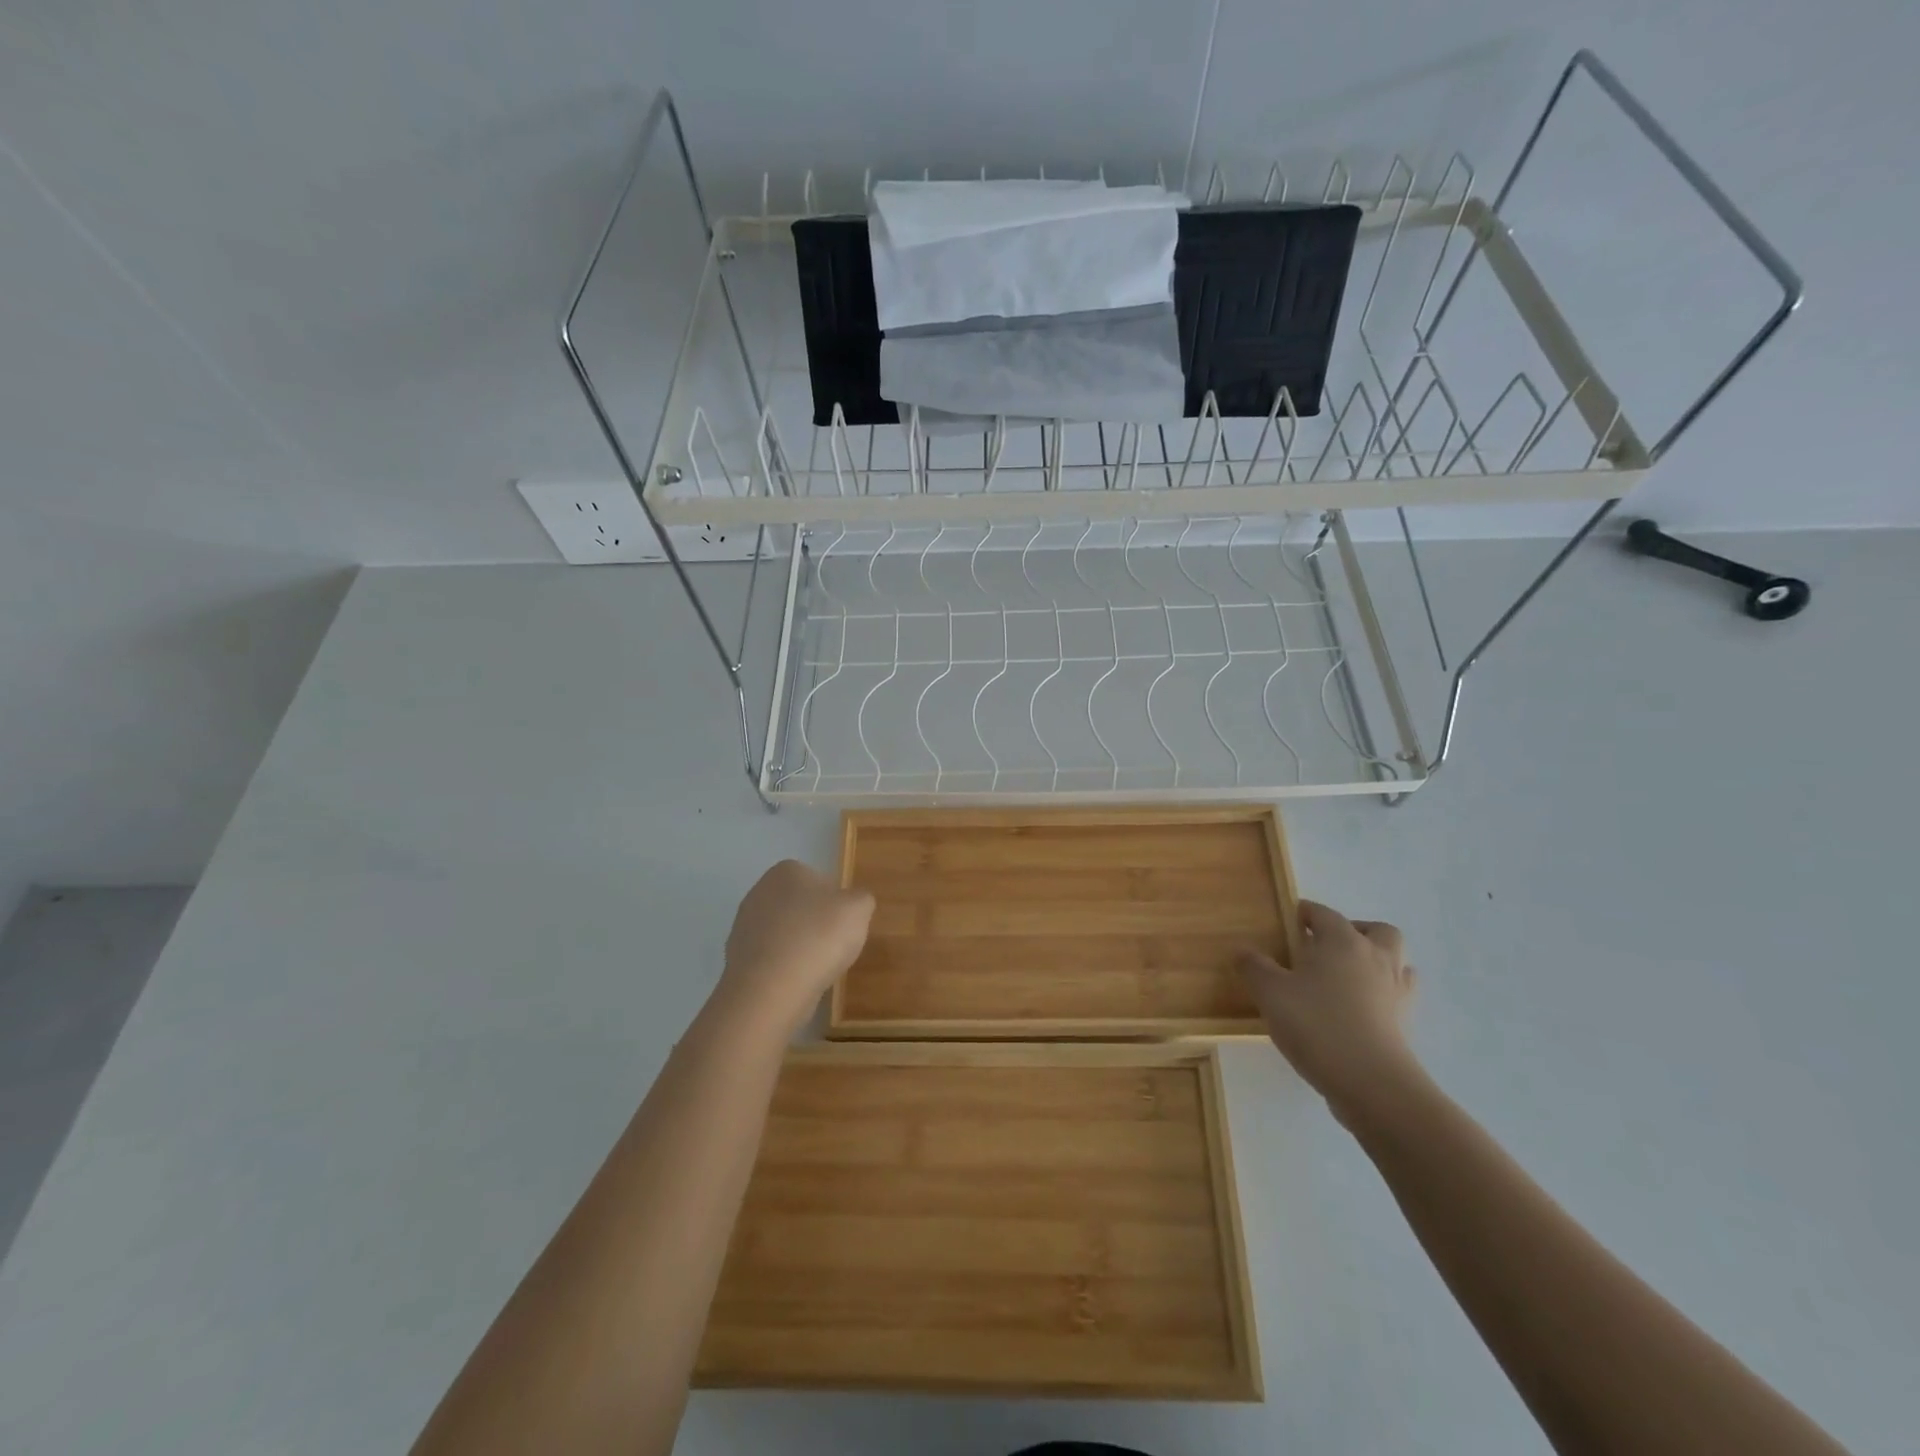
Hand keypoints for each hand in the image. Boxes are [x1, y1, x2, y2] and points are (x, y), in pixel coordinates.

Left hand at [717, 860, 875, 1034]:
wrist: (771, 990)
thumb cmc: (819, 937)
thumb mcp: (858, 909)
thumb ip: (861, 898)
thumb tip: (853, 903)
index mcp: (786, 870)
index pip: (820, 880)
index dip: (836, 903)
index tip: (845, 925)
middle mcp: (759, 891)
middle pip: (800, 907)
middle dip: (816, 924)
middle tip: (834, 946)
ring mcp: (743, 927)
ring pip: (785, 934)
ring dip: (800, 948)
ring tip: (817, 969)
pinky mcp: (737, 960)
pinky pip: (772, 959)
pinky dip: (785, 969)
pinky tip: (796, 982)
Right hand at [1239, 900, 1419, 1123]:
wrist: (1371, 1082)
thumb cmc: (1316, 1024)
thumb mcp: (1270, 993)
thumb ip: (1254, 967)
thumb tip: (1244, 951)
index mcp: (1342, 942)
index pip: (1325, 914)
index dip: (1307, 912)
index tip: (1292, 919)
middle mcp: (1375, 958)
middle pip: (1377, 930)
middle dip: (1355, 931)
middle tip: (1328, 946)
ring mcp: (1396, 991)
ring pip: (1396, 962)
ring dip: (1375, 962)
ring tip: (1347, 977)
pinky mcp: (1405, 1024)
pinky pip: (1397, 996)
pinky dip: (1382, 994)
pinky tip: (1359, 1009)